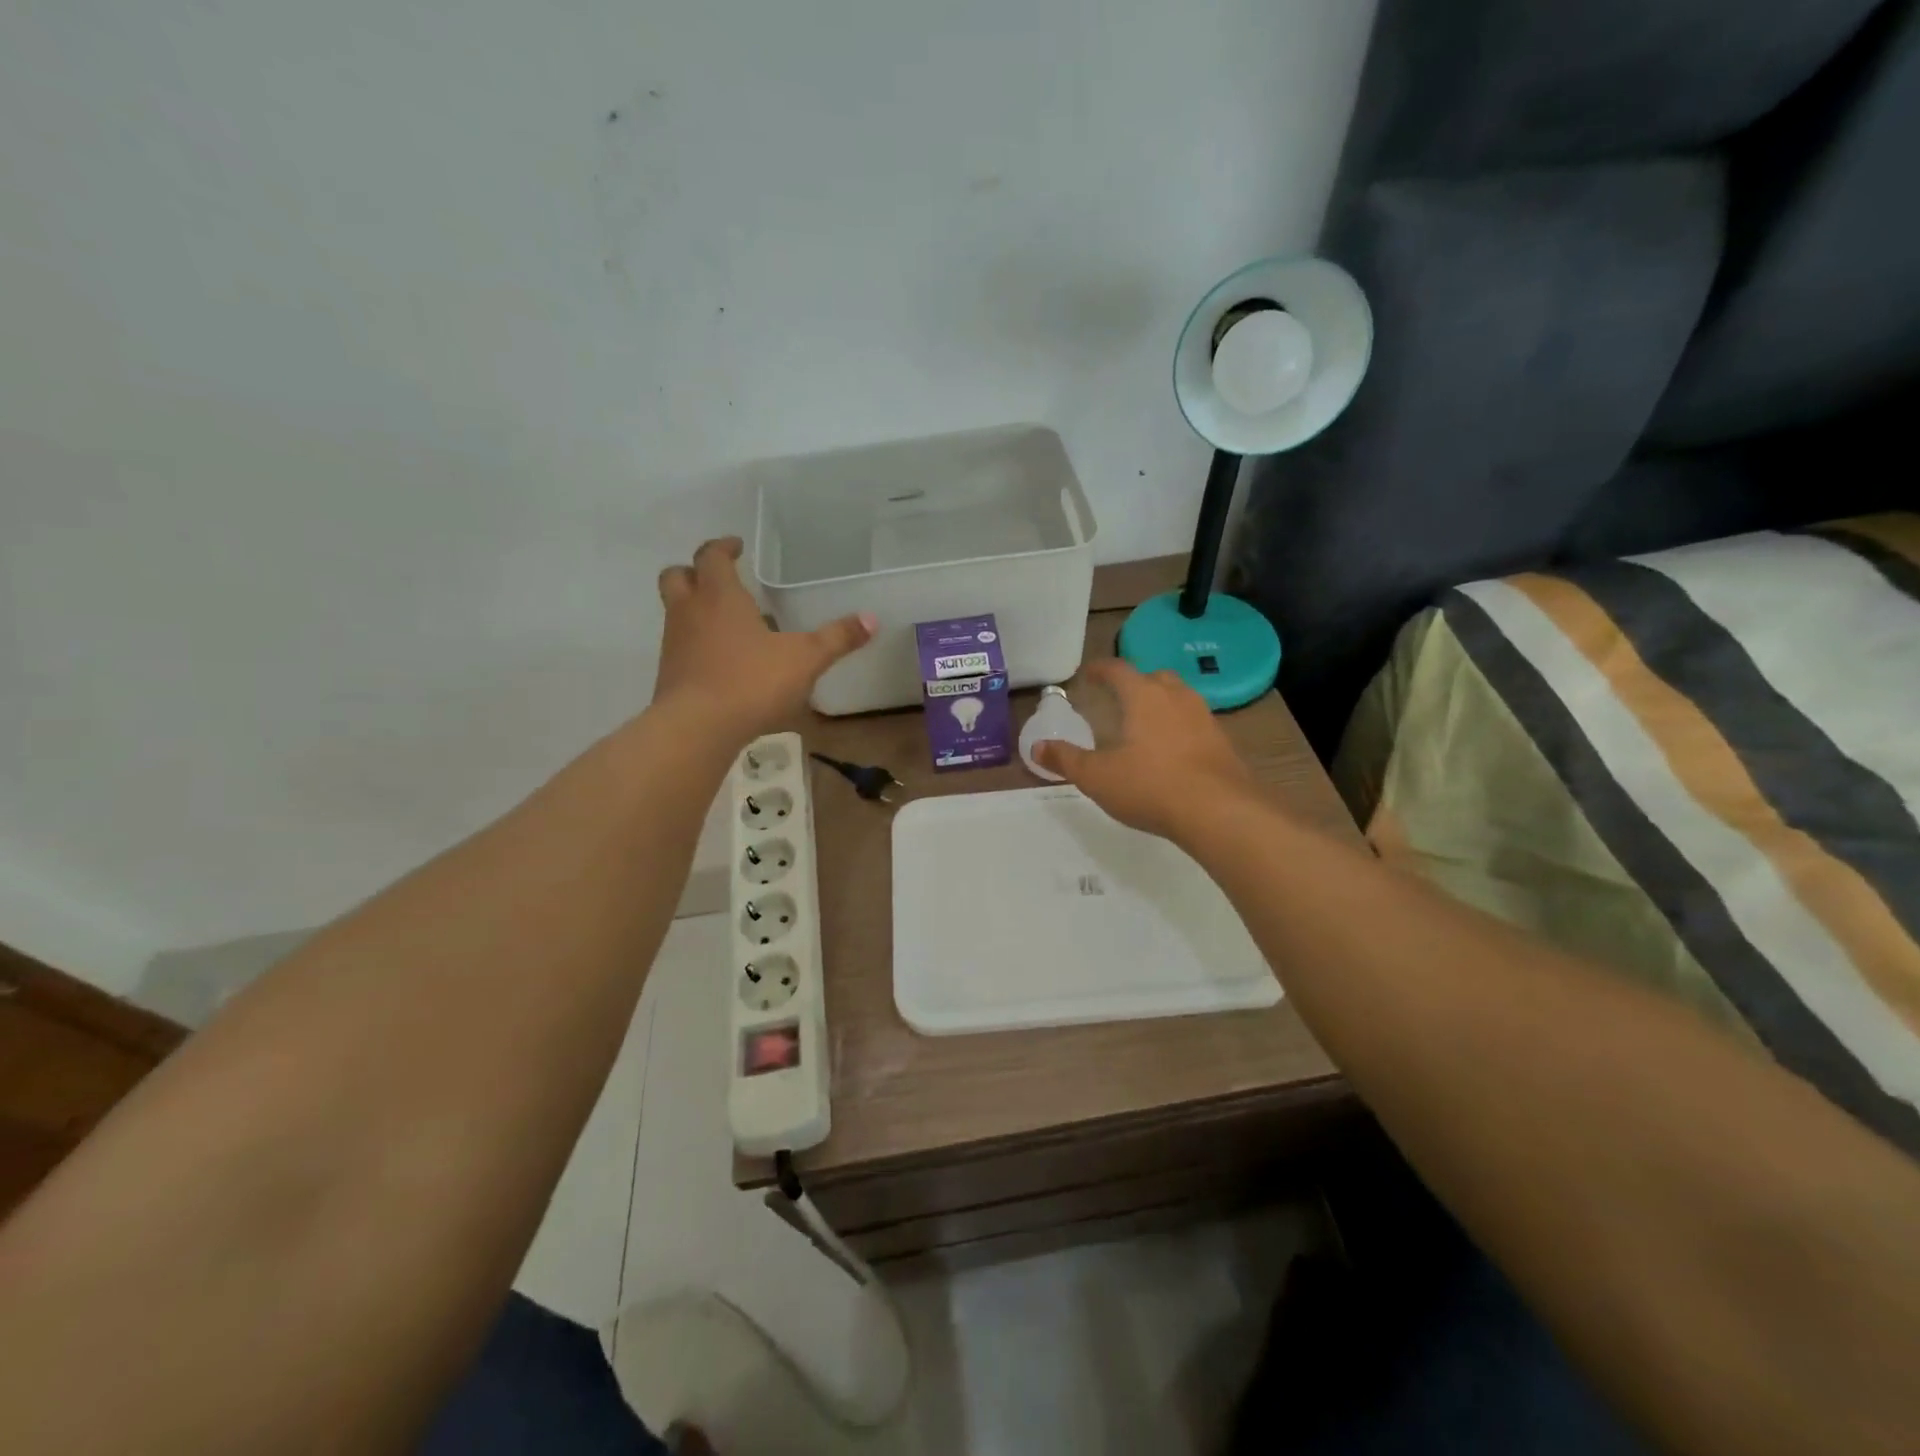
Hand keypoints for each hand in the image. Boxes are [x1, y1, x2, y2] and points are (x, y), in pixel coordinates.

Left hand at [653, 538, 874, 741]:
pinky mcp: (670, 674)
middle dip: (694, 571)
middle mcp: (690, 612)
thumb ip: (837, 638)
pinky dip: (696, 643)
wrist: (697, 728)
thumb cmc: (751, 681)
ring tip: (729, 623)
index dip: (723, 547)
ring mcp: (675, 643)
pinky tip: (723, 661)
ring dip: (695, 608)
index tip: (737, 546)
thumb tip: (871, 619)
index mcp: (720, 596)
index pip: (712, 556)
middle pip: (677, 576)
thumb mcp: (805, 659)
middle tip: (720, 578)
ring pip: (676, 612)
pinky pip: (681, 645)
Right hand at [1032, 659, 1254, 840]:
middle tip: (1119, 699)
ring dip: (1161, 705)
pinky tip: (1171, 753)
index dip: (1100, 670)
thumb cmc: (1150, 785)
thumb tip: (1037, 747)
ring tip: (1145, 725)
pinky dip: (1179, 729)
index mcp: (1143, 696)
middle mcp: (1176, 698)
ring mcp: (1204, 718)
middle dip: (1135, 684)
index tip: (1087, 675)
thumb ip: (1066, 760)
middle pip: (1154, 678)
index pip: (1118, 670)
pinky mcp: (1223, 743)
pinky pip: (1195, 724)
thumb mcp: (1097, 776)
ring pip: (1179, 699)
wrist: (1220, 811)